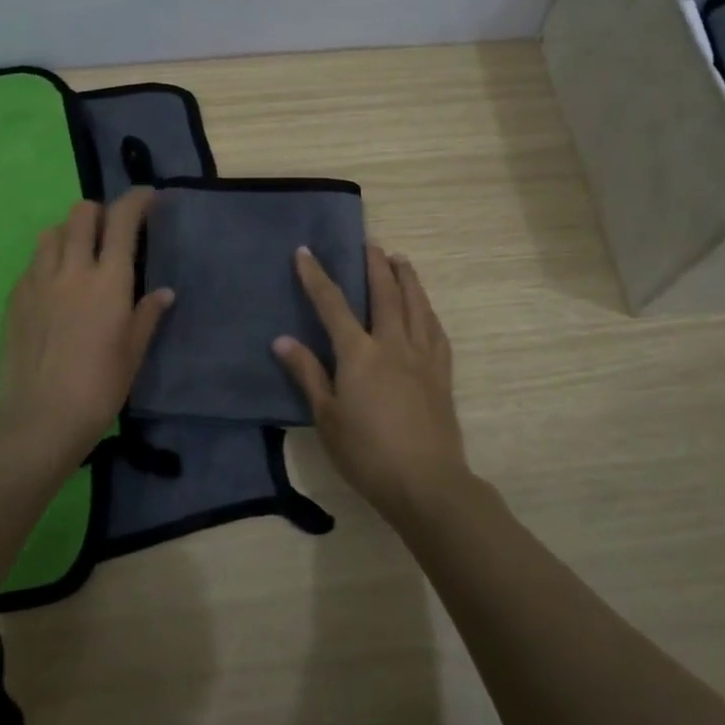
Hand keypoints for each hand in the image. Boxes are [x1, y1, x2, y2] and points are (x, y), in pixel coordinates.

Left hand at [0, 188, 172, 470]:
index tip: (148, 196)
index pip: (122, 220)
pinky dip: (48, 261)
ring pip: (52, 232)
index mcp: (109, 282)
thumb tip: (163, 293)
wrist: (38, 421)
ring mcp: (38, 282)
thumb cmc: (98, 390)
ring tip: (80, 256)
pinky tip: (55, 288)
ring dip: (70, 233)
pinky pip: (33, 263)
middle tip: (111, 232)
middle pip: (82, 214)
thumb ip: (146, 316)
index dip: (137, 200)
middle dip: (100, 212)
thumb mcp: (132, 354)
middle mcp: (73, 270)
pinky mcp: (15, 299)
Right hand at [273, 244, 468, 524]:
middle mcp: (393, 344)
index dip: (317, 276)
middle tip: (369, 242)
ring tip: (400, 259)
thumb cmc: (367, 454)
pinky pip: (436, 329)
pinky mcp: (442, 373)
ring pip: (417, 304)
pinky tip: (426, 308)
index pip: (333, 304)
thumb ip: (307, 374)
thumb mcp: (326, 417)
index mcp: (360, 353)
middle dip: (374, 264)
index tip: (305, 251)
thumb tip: (282, 340)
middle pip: (385, 292)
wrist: (426, 482)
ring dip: (407, 277)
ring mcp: (423, 356)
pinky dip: (428, 310)